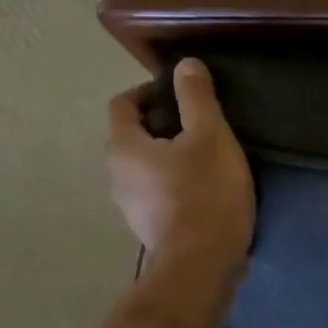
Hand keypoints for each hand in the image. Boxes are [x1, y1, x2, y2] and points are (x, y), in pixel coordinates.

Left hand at [106, 59, 254, 272]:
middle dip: (163, 125)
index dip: (148, 90)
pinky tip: (205, 189)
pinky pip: (157, 192)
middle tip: (201, 124)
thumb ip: (196, 98)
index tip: (181, 92)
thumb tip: (185, 64)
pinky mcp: (149, 228)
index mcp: (124, 148)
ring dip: (170, 156)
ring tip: (207, 156)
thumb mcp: (210, 136)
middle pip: (133, 137)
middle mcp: (116, 176)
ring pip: (146, 167)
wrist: (202, 264)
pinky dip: (175, 183)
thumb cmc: (205, 192)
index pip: (123, 105)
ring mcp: (130, 206)